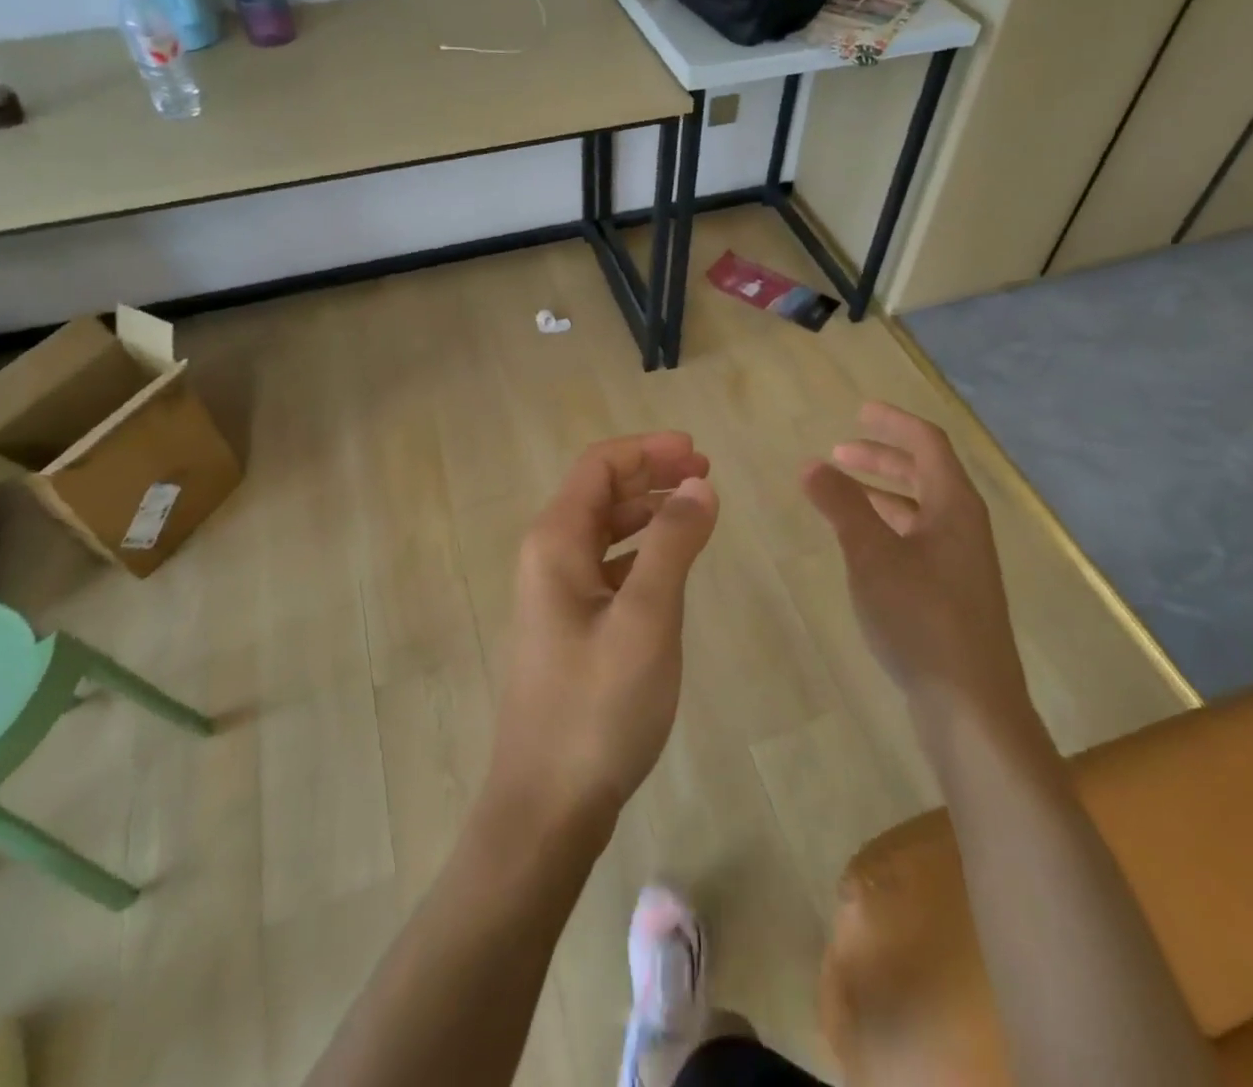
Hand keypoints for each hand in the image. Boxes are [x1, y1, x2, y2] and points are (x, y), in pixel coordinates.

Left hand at [486, 433, 718, 836]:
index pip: (599, 466)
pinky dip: (640, 551)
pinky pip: (606, 567)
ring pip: (603, 530)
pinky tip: (669, 565)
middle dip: (651, 474)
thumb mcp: (646, 617)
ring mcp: (555, 594)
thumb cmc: (598, 706)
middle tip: (705, 474)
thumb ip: (673, 543)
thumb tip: (699, 484)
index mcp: (555, 542)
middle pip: (599, 492)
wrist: (547, 803)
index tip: (698, 452)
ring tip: (696, 510)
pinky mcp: (569, 626)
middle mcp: (547, 557)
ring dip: (647, 511)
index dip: (648, 450)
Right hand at [801, 403, 1025, 711]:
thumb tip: (810, 464)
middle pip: (924, 474)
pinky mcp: (951, 593)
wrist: (970, 704)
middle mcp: (964, 527)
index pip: (928, 444)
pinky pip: (917, 539)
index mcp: (955, 506)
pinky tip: (861, 544)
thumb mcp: (872, 555)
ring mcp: (961, 562)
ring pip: (919, 509)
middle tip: (837, 454)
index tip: (859, 411)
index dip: (894, 423)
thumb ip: (841, 505)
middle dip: (881, 458)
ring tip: (840, 494)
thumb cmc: (922, 617)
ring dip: (881, 493)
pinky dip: (887, 526)